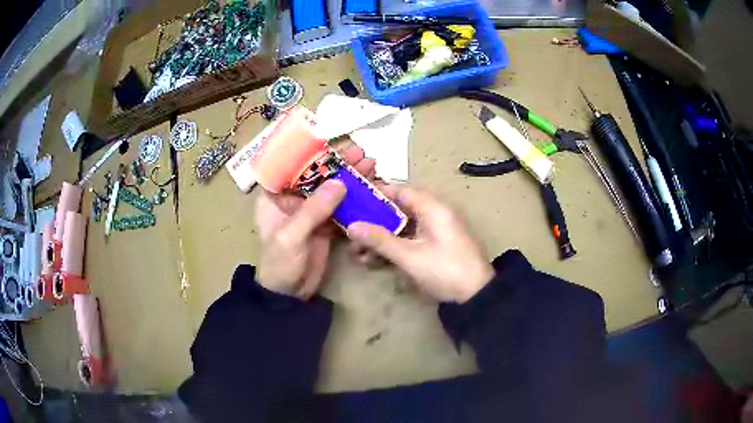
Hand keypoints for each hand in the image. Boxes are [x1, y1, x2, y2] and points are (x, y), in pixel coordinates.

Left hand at [255, 143, 373, 299]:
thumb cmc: (280, 263)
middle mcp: (292, 199)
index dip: (309, 151)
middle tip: (360, 152)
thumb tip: (340, 182)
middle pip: (316, 174)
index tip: (331, 141)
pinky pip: (341, 206)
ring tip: (371, 165)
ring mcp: (311, 211)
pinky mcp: (325, 224)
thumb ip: (314, 209)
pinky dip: (355, 198)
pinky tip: (370, 188)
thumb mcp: (291, 236)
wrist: (289, 294)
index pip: (290, 165)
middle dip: (337, 162)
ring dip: (350, 177)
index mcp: (274, 196)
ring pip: (331, 188)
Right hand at [347, 185, 494, 302]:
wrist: (476, 296)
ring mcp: (436, 232)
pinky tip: (373, 260)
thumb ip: (380, 240)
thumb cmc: (445, 270)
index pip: (401, 190)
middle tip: (351, 231)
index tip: (354, 201)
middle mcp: (435, 214)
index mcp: (433, 208)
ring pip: (402, 228)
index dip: (377, 193)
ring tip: (357, 252)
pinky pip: (410, 240)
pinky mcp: (436, 247)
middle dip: (374, 222)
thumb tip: (351, 226)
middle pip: (398, 210)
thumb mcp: (409, 256)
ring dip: (381, 238)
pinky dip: (393, 248)